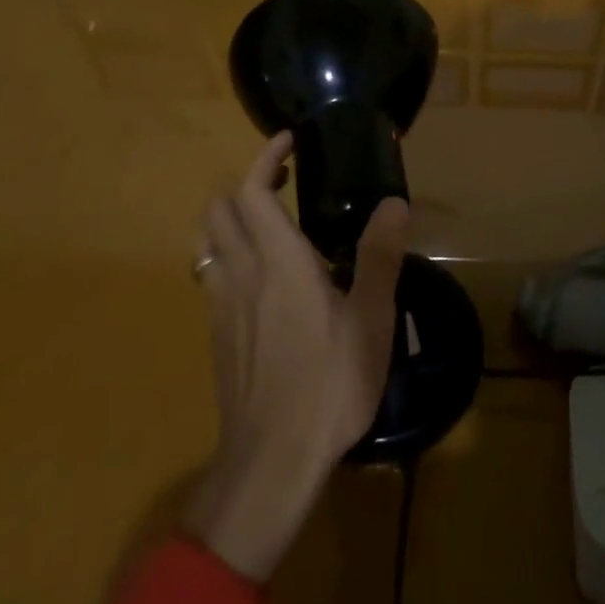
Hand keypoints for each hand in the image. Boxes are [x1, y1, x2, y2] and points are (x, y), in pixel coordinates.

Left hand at [182, 133, 408, 581]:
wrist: (271, 462)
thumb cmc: (329, 384)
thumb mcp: (371, 319)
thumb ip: (380, 255)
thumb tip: (394, 202)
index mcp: (279, 263)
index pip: (252, 192)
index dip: (266, 159)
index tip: (289, 141)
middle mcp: (241, 275)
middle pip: (219, 211)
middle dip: (246, 184)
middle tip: (285, 180)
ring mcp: (222, 308)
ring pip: (210, 244)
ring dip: (233, 219)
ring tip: (273, 224)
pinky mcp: (218, 337)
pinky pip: (214, 277)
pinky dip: (231, 256)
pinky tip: (264, 281)